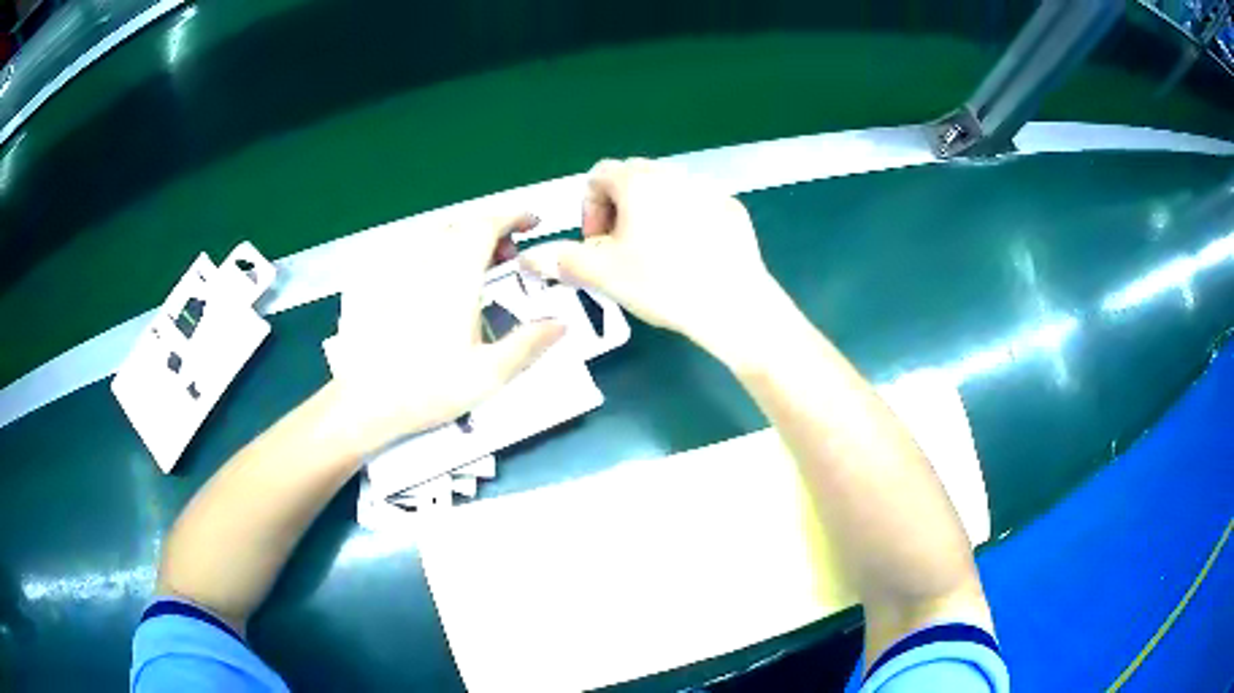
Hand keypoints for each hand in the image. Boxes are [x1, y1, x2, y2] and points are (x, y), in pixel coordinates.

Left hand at [328, 213, 564, 452]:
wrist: (365, 401)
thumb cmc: (429, 388)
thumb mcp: (488, 374)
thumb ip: (529, 344)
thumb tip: (561, 323)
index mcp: (456, 276)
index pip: (487, 224)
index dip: (513, 216)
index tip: (532, 223)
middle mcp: (426, 262)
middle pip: (462, 225)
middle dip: (491, 230)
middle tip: (508, 257)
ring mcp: (397, 270)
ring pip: (436, 235)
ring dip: (463, 241)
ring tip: (475, 270)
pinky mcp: (377, 282)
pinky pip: (412, 252)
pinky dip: (435, 254)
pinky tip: (434, 285)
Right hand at [522, 158, 779, 349]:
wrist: (731, 303)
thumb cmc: (660, 282)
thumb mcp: (602, 273)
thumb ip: (561, 259)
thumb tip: (528, 258)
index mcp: (637, 181)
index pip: (598, 175)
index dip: (589, 209)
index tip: (596, 243)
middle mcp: (672, 174)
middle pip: (633, 179)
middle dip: (618, 210)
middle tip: (622, 250)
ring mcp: (707, 189)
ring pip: (667, 192)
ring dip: (652, 215)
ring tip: (656, 255)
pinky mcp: (733, 208)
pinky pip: (698, 206)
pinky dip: (686, 222)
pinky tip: (692, 257)